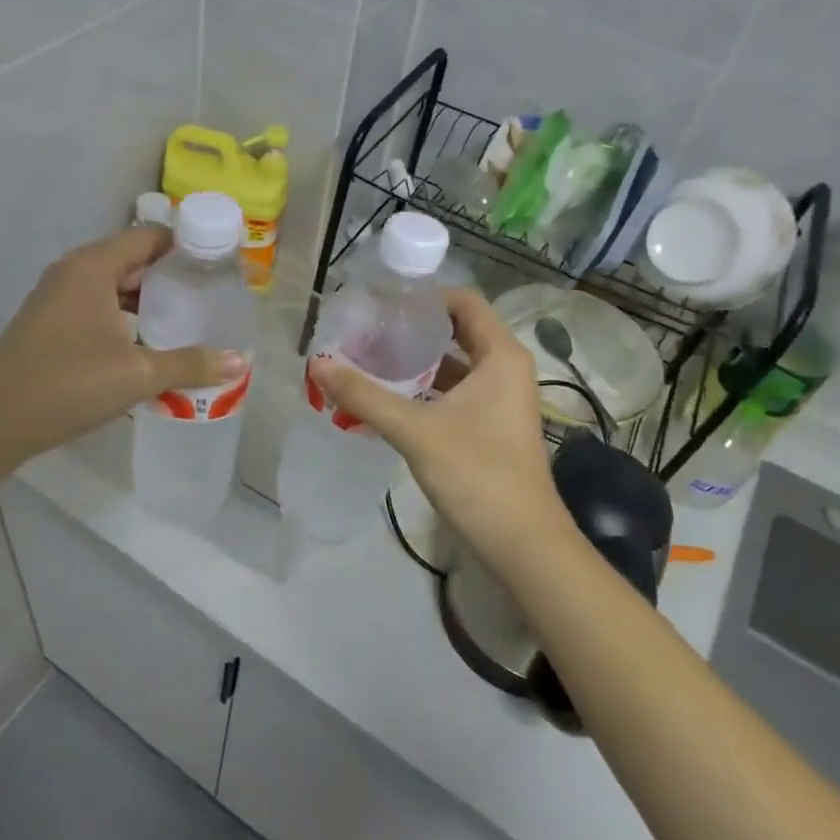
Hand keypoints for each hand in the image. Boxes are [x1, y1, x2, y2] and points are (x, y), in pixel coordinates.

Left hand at [0, 227, 246, 472]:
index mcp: (92, 266)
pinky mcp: (49, 323)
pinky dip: (124, 316)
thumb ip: (190, 364)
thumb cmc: (69, 384)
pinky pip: (96, 306)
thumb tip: (239, 361)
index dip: (186, 245)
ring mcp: (56, 297)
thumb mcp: (138, 374)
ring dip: (147, 300)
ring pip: (113, 286)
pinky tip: (147, 344)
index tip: (219, 265)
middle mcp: (72, 272)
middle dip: (171, 275)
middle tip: (209, 296)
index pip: (148, 236)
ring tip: (186, 320)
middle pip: (131, 259)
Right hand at [309, 286, 577, 570]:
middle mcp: (506, 369)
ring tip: (368, 360)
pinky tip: (388, 399)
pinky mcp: (490, 425)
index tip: (380, 303)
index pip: (463, 301)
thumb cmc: (477, 473)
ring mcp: (500, 399)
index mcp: (501, 355)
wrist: (522, 542)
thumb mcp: (415, 430)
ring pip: (454, 364)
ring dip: (415, 362)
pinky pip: (454, 392)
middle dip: (412, 330)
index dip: (422, 296)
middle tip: (365, 331)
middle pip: (456, 331)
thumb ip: (365, 395)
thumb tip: (318, 362)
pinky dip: (424, 390)